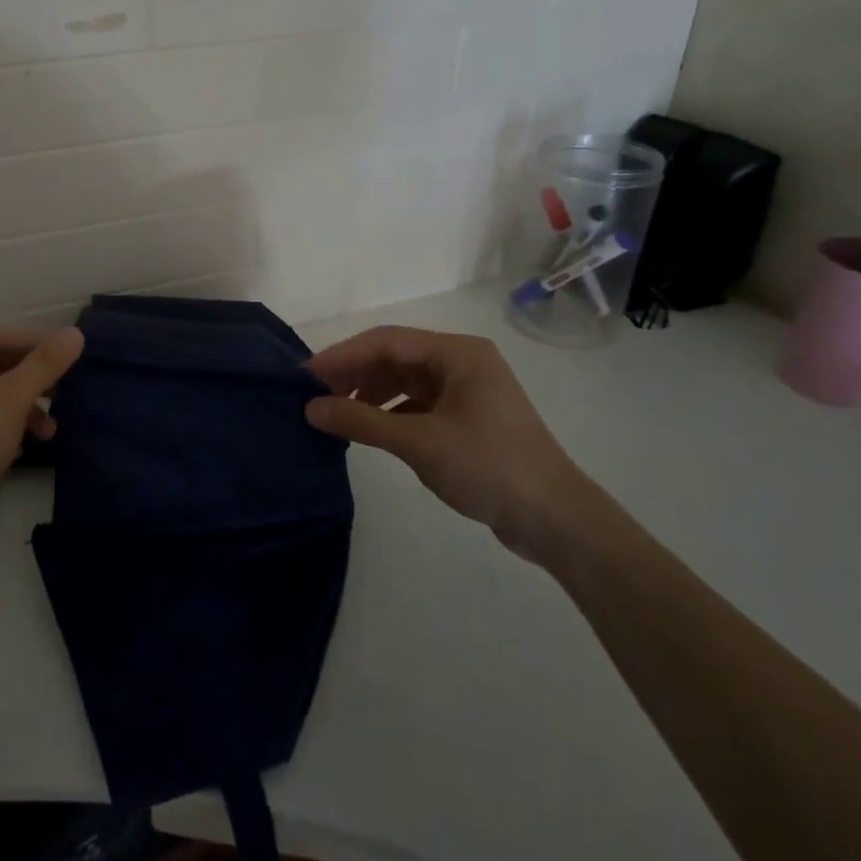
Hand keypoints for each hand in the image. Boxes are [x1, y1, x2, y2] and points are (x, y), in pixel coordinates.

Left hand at [0, 325, 84, 576]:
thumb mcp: (7, 402)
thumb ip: (43, 365)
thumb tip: (75, 333)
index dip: (33, 343)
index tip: (71, 355)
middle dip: (27, 380)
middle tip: (64, 390)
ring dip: (19, 408)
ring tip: (51, 428)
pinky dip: (1, 429)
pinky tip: (26, 447)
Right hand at [305, 326, 591, 560]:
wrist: (554, 519)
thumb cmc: (488, 467)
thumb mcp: (418, 442)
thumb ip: (361, 421)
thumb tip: (310, 409)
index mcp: (457, 353)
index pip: (386, 341)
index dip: (342, 356)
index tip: (305, 376)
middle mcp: (462, 362)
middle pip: (394, 358)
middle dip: (353, 374)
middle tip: (314, 396)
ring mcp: (466, 390)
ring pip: (403, 381)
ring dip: (369, 394)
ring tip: (335, 414)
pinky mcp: (466, 418)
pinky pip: (416, 403)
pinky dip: (388, 413)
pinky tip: (367, 429)